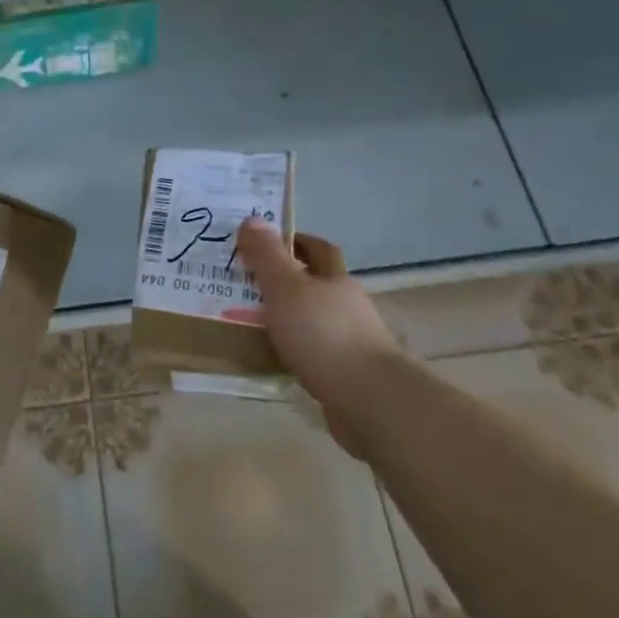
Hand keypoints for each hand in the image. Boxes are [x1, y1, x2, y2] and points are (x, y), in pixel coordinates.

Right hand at [235, 220, 399, 453]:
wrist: (369, 400)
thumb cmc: (323, 334)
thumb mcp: (286, 287)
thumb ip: (267, 255)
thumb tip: (252, 218)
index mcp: (335, 279)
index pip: (318, 249)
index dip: (295, 241)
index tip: (266, 242)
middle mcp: (347, 306)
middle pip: (317, 285)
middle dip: (288, 281)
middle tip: (249, 282)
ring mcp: (351, 342)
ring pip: (314, 320)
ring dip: (290, 319)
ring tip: (252, 322)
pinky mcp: (347, 376)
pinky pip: (314, 354)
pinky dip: (295, 352)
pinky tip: (274, 359)